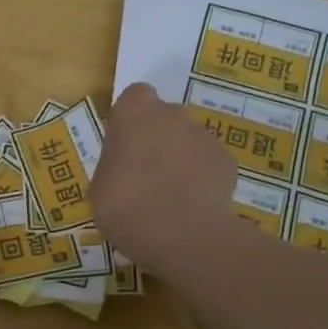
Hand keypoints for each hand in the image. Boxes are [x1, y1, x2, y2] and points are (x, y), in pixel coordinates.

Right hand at [91, 83, 237, 279]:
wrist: (179, 232)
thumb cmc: (124, 204)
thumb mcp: (100, 186)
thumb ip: (114, 166)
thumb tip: (124, 169)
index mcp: (135, 113)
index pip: (135, 96)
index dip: (131, 117)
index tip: (125, 143)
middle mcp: (173, 114)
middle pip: (166, 116)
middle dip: (158, 136)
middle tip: (145, 172)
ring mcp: (204, 136)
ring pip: (190, 140)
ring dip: (181, 158)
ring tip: (171, 194)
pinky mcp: (227, 161)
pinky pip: (210, 164)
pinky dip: (203, 179)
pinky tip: (193, 205)